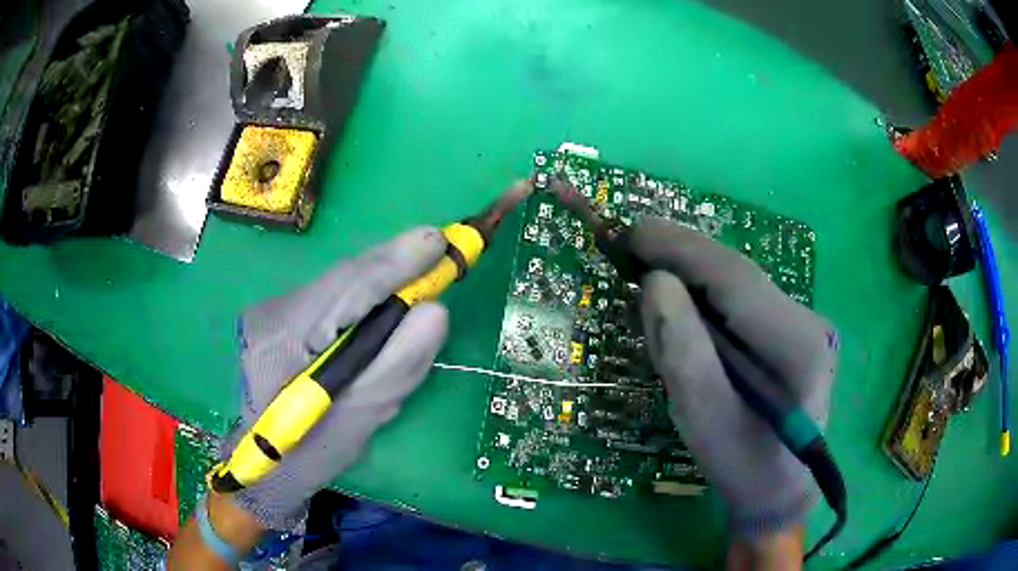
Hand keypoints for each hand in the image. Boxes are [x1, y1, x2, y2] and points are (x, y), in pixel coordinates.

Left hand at [226, 227, 449, 530]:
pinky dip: (368, 296)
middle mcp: (274, 311)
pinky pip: (334, 298)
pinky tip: (390, 300)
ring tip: (425, 270)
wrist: (262, 465)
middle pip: (343, 277)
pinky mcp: (283, 318)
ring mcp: (275, 311)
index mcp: (283, 339)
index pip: (345, 288)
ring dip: (384, 277)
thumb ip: (396, 366)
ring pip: (340, 285)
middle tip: (444, 248)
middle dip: (395, 262)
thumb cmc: (306, 455)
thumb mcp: (357, 422)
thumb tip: (435, 311)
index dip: (396, 263)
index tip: (440, 242)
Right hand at [630, 217, 837, 538]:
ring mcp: (803, 323)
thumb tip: (655, 283)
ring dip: (691, 273)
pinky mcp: (791, 330)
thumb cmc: (744, 467)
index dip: (681, 249)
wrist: (780, 490)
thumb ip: (684, 354)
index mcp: (797, 345)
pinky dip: (705, 294)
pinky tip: (680, 301)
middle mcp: (807, 321)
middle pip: (738, 274)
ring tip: (645, 267)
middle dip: (682, 255)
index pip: (735, 279)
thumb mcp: (705, 423)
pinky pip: (741, 301)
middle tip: (628, 246)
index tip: (632, 232)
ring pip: (739, 284)